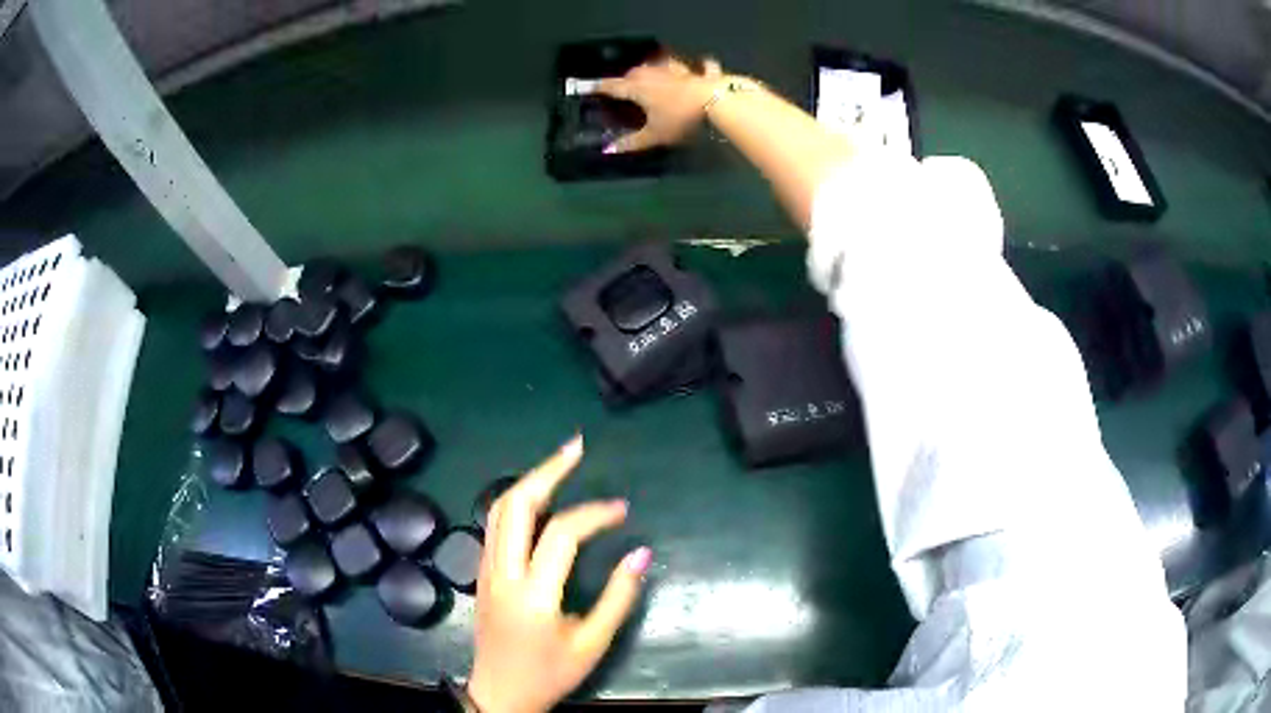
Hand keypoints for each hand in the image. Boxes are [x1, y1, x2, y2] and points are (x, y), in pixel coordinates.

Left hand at [467, 435, 651, 712]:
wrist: (500, 694)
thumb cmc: (550, 673)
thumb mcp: (592, 643)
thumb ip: (618, 597)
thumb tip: (642, 553)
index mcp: (532, 594)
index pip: (561, 535)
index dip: (594, 514)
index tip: (623, 510)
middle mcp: (501, 573)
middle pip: (515, 505)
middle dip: (546, 470)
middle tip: (576, 446)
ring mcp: (485, 569)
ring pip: (498, 509)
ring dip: (529, 479)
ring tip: (561, 462)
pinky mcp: (482, 572)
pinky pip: (496, 524)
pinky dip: (519, 500)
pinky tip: (541, 497)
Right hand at [597, 55, 725, 153]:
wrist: (716, 103)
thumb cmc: (680, 118)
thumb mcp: (655, 135)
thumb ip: (632, 142)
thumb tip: (608, 149)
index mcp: (639, 88)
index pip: (614, 86)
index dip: (600, 87)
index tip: (590, 86)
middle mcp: (656, 74)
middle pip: (636, 72)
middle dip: (628, 77)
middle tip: (624, 85)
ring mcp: (680, 71)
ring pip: (663, 63)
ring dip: (657, 66)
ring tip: (654, 70)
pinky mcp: (702, 73)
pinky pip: (702, 67)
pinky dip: (701, 67)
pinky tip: (703, 65)